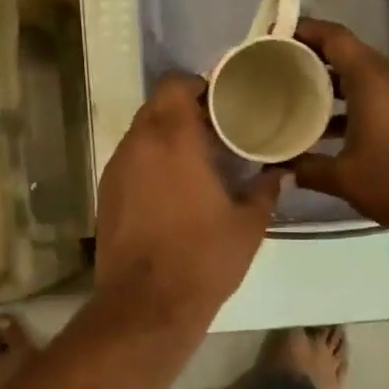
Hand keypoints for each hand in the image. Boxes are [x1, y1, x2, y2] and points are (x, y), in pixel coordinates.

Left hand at [94, 72, 284, 326]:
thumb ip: (266, 190)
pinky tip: (171, 186)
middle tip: (215, 129)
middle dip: (184, 110)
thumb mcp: (247, 225)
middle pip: (157, 106)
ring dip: (165, 136)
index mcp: (173, 138)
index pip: (175, 84)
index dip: (198, 85)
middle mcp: (138, 144)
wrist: (146, 305)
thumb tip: (282, 172)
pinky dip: (149, 160)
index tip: (222, 102)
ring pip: (140, 133)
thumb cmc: (202, 258)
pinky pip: (129, 160)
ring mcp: (116, 168)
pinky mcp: (106, 193)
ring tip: (196, 157)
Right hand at [290, 18, 388, 243]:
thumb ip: (306, 168)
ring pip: (365, 75)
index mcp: (373, 81)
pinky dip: (355, 99)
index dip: (305, 29)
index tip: (277, 35)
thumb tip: (278, 169)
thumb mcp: (344, 178)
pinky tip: (333, 127)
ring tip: (300, 98)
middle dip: (314, 57)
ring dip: (334, 82)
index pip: (335, 38)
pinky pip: (381, 93)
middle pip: (349, 53)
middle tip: (280, 69)